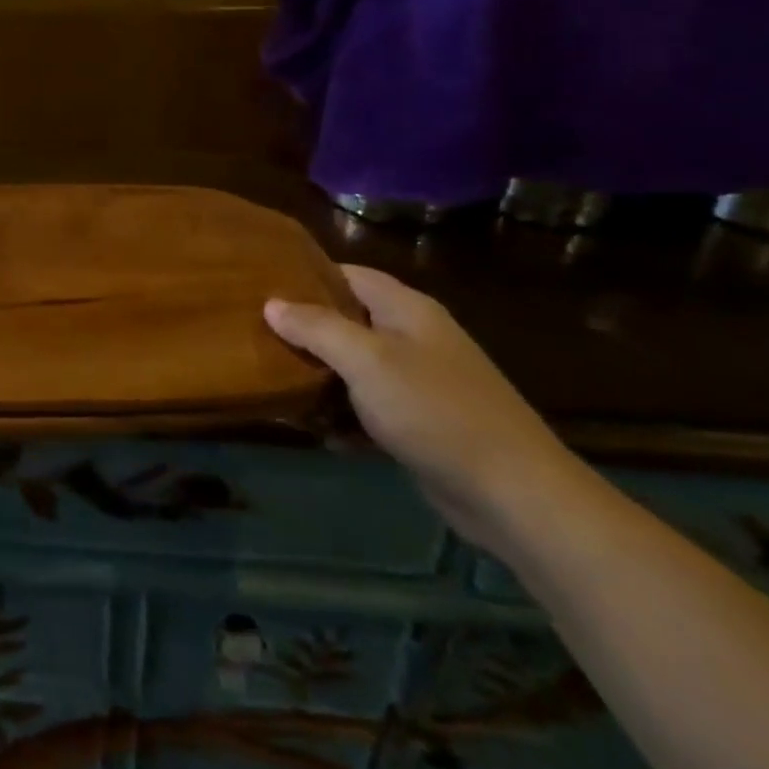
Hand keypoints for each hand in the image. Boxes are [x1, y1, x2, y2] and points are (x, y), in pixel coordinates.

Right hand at [264, 265, 577, 549]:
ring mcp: (419, 381)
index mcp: (406, 309)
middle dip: (304, 328)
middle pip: (347, 320)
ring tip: (272, 380)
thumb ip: (317, 327)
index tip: (259, 285)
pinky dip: (343, 414)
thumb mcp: (367, 361)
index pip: (347, 274)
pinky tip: (316, 430)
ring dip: (319, 375)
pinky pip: (369, 407)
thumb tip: (271, 303)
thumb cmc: (435, 411)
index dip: (305, 275)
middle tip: (255, 334)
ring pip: (354, 366)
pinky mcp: (420, 423)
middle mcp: (413, 337)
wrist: (514, 494)